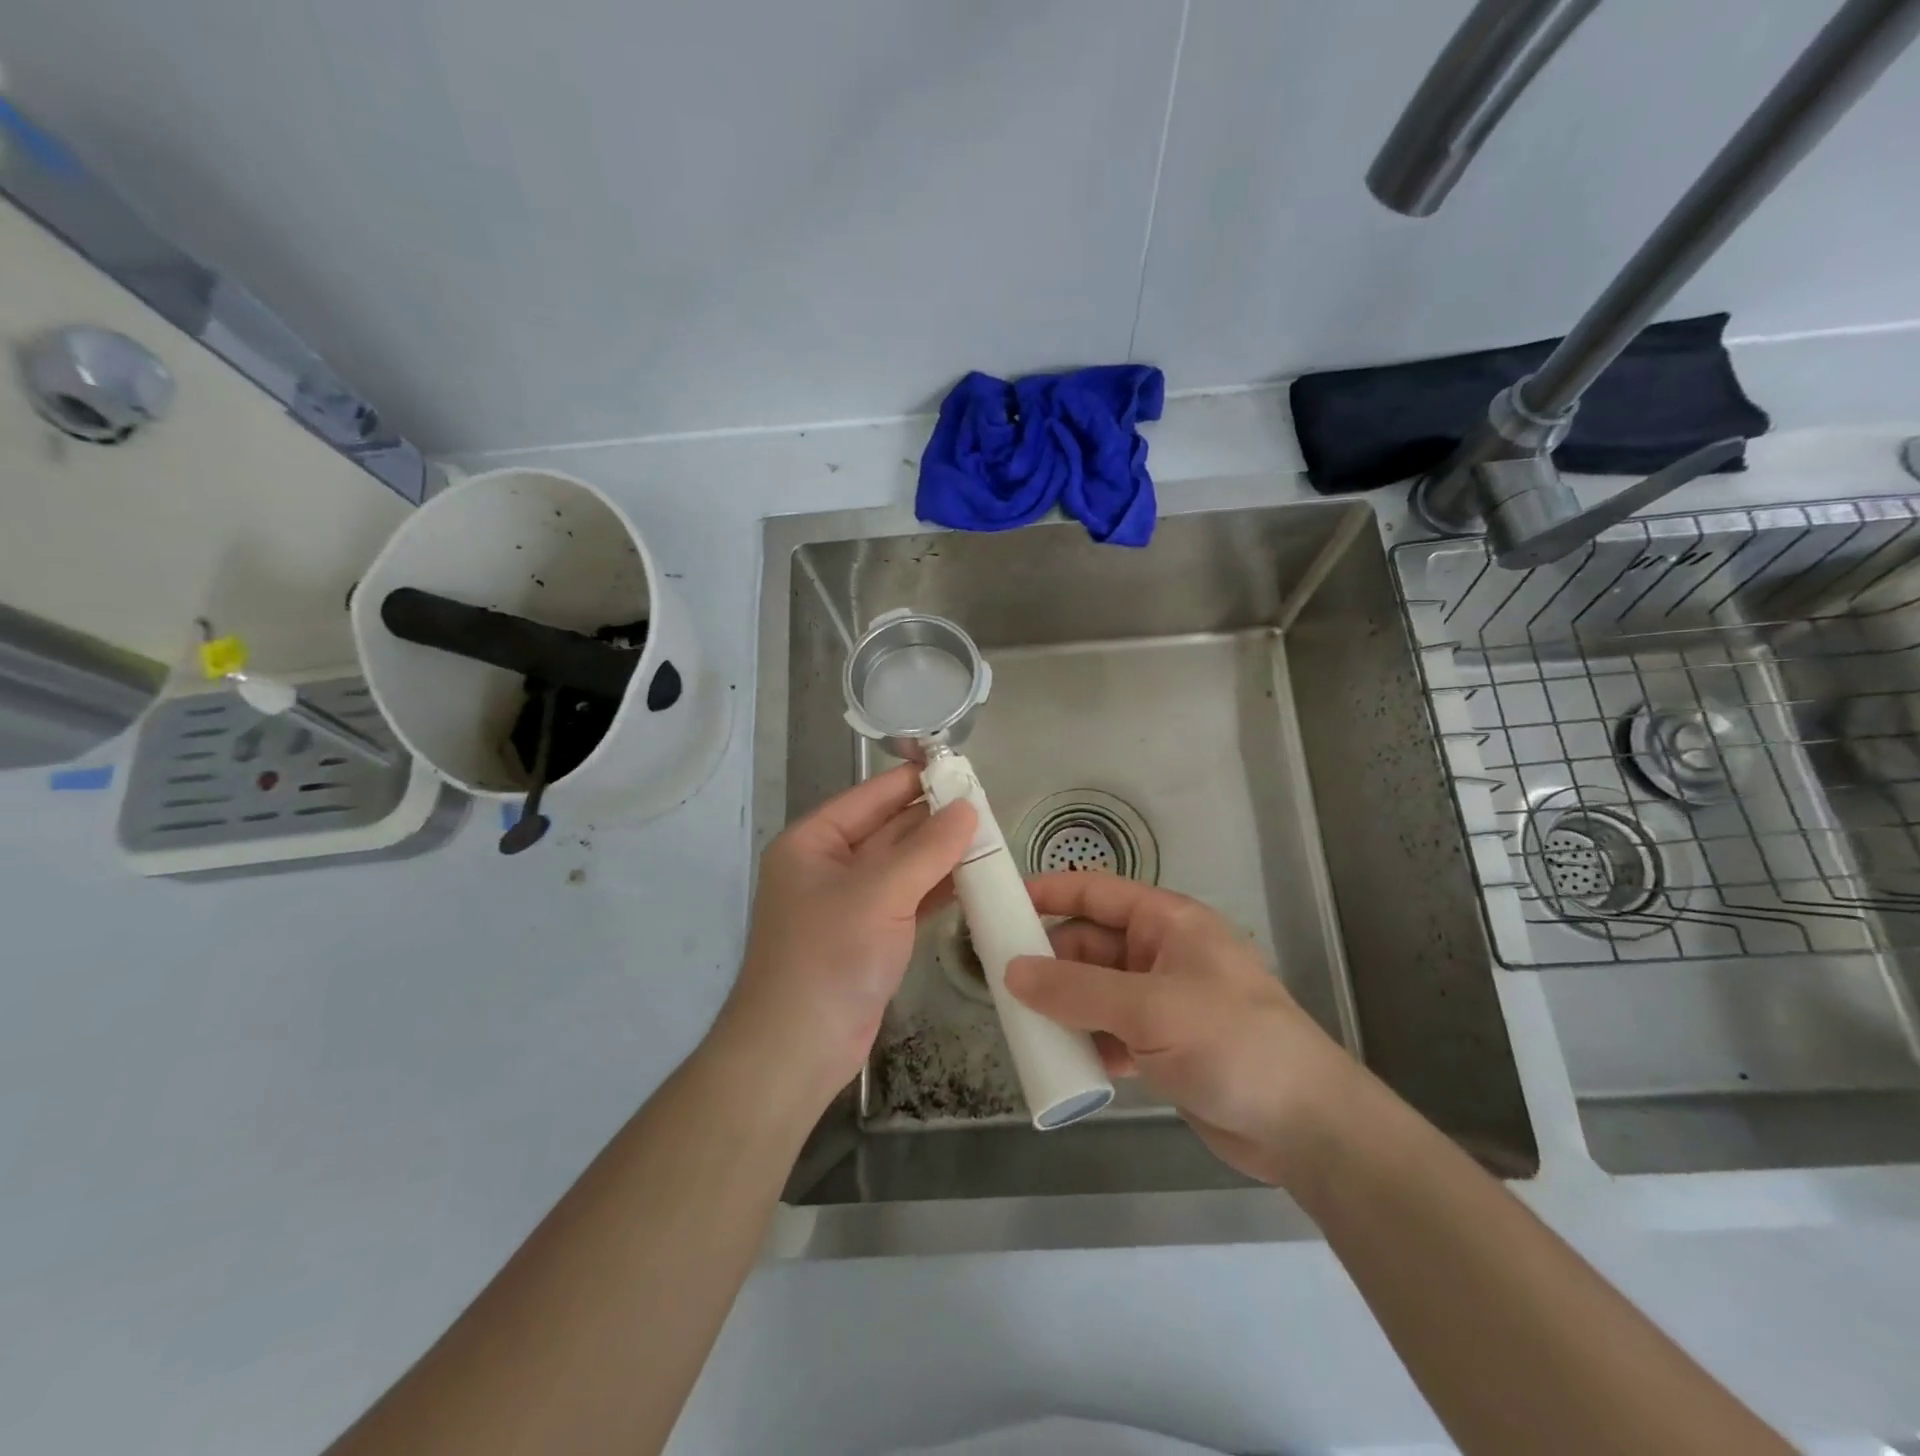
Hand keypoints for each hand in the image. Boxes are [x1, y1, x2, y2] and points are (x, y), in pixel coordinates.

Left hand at [721, 765, 975, 1109]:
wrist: (797, 1051)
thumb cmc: (828, 957)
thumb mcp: (878, 893)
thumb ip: (927, 849)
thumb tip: (967, 807)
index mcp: (813, 842)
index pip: (869, 797)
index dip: (911, 780)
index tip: (958, 767)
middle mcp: (828, 867)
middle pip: (888, 830)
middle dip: (933, 818)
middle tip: (986, 804)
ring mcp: (850, 904)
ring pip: (903, 866)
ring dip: (941, 854)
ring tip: (990, 836)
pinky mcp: (870, 937)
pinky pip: (909, 899)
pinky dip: (938, 889)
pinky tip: (974, 878)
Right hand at [1005, 872, 1360, 1186]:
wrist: (1305, 1125)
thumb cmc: (1230, 1041)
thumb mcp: (1149, 1008)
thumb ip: (1076, 990)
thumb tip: (1011, 972)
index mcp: (1165, 922)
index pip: (1095, 892)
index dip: (1048, 892)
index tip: (999, 904)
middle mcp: (1160, 953)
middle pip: (1088, 945)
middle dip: (1047, 961)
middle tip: (996, 981)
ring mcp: (1161, 1001)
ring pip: (1094, 992)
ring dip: (1061, 1007)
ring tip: (1018, 1024)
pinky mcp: (1163, 1045)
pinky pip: (1109, 1032)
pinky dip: (1085, 1042)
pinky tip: (1060, 1061)